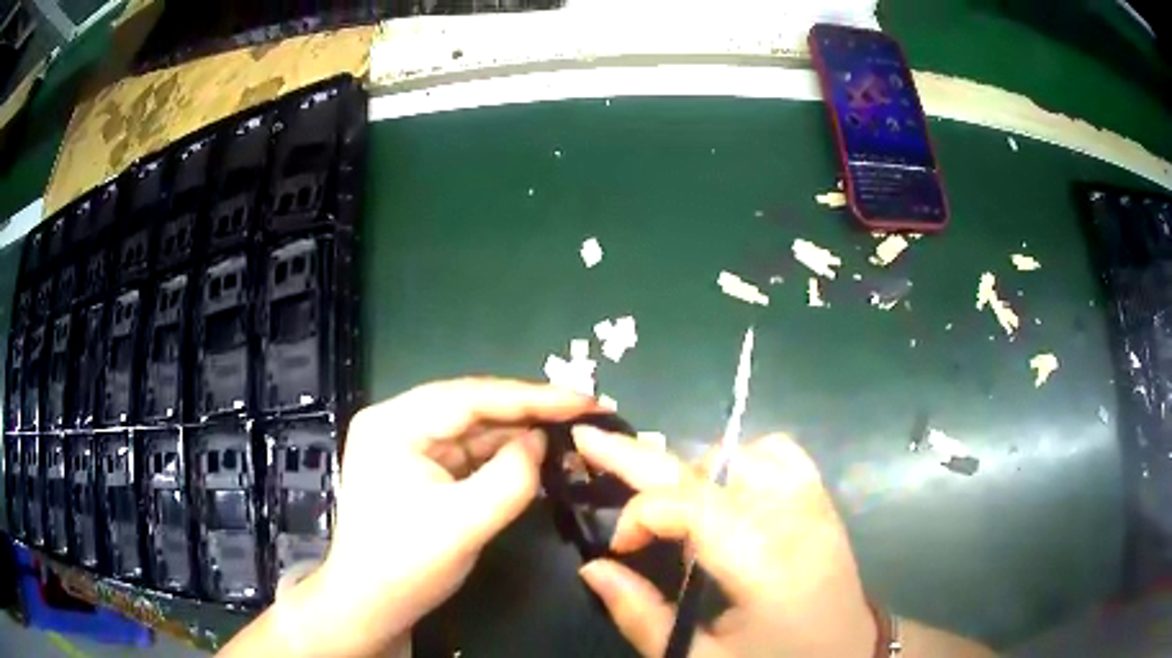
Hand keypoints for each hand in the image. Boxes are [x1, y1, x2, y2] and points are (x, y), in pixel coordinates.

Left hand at [259, 378, 600, 656]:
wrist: (373, 605)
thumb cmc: (407, 565)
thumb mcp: (463, 524)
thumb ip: (510, 478)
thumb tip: (540, 442)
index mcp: (393, 424)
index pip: (470, 398)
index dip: (531, 397)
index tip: (584, 399)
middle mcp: (398, 422)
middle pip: (472, 407)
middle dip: (529, 411)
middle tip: (585, 410)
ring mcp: (408, 444)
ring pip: (474, 428)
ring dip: (519, 431)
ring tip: (570, 429)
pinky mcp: (421, 466)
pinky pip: (469, 451)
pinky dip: (503, 453)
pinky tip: (536, 453)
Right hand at [573, 428, 876, 657]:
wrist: (852, 655)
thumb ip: (641, 616)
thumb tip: (592, 568)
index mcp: (766, 563)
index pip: (690, 505)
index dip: (639, 516)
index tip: (619, 549)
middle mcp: (794, 517)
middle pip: (709, 467)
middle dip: (642, 456)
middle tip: (592, 440)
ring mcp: (814, 502)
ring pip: (742, 452)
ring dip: (695, 471)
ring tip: (671, 502)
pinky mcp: (822, 501)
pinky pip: (779, 454)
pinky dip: (741, 461)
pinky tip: (724, 491)